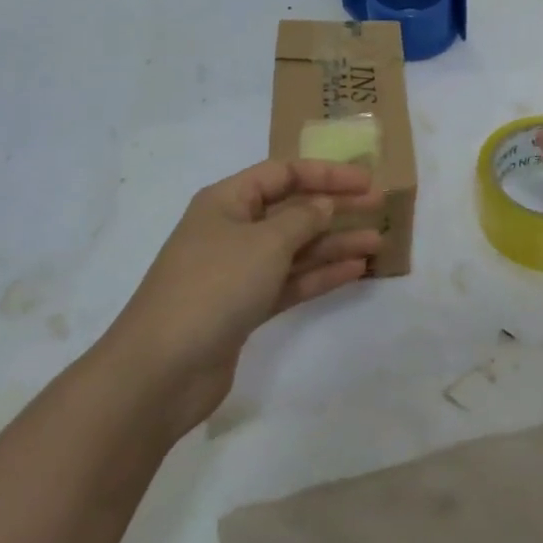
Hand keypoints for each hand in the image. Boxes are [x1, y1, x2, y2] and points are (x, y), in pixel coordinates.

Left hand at [106, 158, 381, 434]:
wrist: (162, 369)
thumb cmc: (213, 286)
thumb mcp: (264, 242)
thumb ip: (302, 219)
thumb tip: (324, 203)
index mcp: (227, 200)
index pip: (283, 173)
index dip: (326, 173)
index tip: (365, 181)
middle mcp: (232, 229)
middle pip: (291, 209)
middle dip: (335, 207)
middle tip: (380, 207)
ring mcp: (238, 271)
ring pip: (294, 248)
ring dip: (334, 244)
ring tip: (378, 243)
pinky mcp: (244, 308)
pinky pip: (289, 281)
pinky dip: (319, 275)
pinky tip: (355, 272)